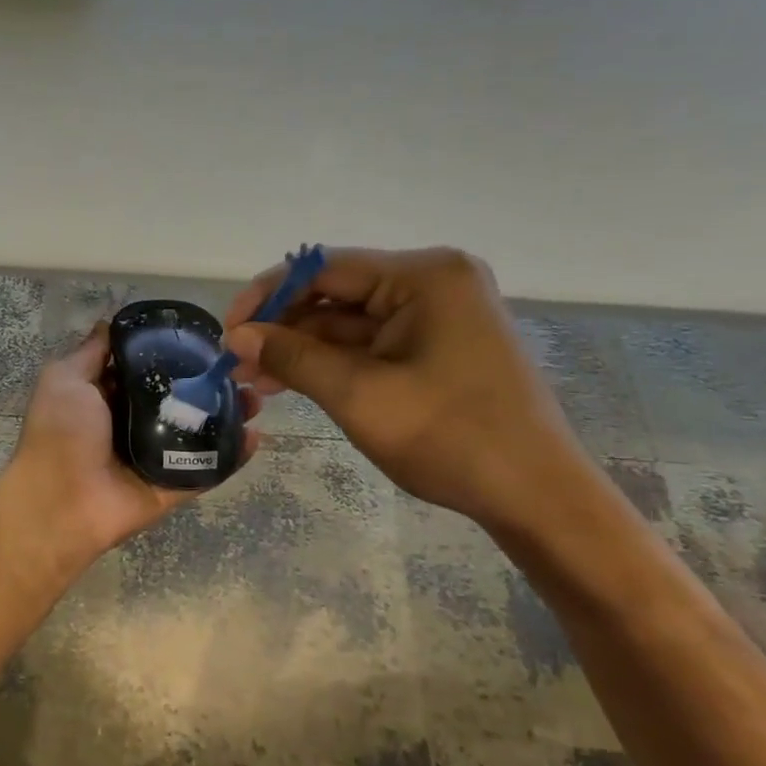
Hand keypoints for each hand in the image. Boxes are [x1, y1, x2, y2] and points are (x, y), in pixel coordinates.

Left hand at [3, 323, 260, 563]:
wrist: (60, 502)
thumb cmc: (60, 432)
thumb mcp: (65, 379)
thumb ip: (90, 353)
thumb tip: (108, 322)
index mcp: (107, 398)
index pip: (147, 369)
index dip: (173, 353)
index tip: (205, 338)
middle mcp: (133, 424)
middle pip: (180, 399)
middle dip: (210, 383)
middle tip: (241, 368)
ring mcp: (157, 457)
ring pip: (200, 431)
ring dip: (230, 414)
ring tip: (257, 397)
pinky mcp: (174, 486)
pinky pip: (209, 468)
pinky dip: (234, 454)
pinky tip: (257, 434)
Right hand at [224, 247, 588, 532]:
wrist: (536, 497)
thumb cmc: (450, 438)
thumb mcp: (359, 395)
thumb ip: (293, 357)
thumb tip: (237, 337)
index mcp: (424, 276)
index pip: (324, 268)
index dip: (267, 296)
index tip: (229, 331)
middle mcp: (433, 282)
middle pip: (336, 293)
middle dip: (283, 327)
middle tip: (238, 363)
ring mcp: (438, 314)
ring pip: (349, 322)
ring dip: (302, 348)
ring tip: (255, 380)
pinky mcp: (438, 345)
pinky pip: (371, 343)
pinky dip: (332, 362)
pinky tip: (293, 382)